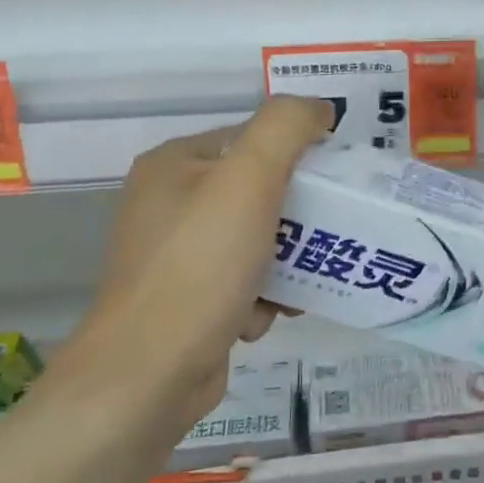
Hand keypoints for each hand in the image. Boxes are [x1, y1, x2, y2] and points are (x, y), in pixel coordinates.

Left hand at [64, 97, 329, 430]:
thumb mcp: (249, 179)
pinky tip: (265, 314)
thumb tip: (318, 108)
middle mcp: (169, 204)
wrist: (149, 374)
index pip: (253, 139)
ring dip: (286, 262)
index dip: (298, 155)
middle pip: (258, 192)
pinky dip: (263, 296)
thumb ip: (286, 127)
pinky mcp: (187, 301)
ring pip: (257, 240)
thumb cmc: (201, 266)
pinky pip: (243, 282)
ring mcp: (176, 256)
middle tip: (327, 235)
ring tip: (299, 282)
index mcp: (175, 164)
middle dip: (297, 218)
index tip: (334, 185)